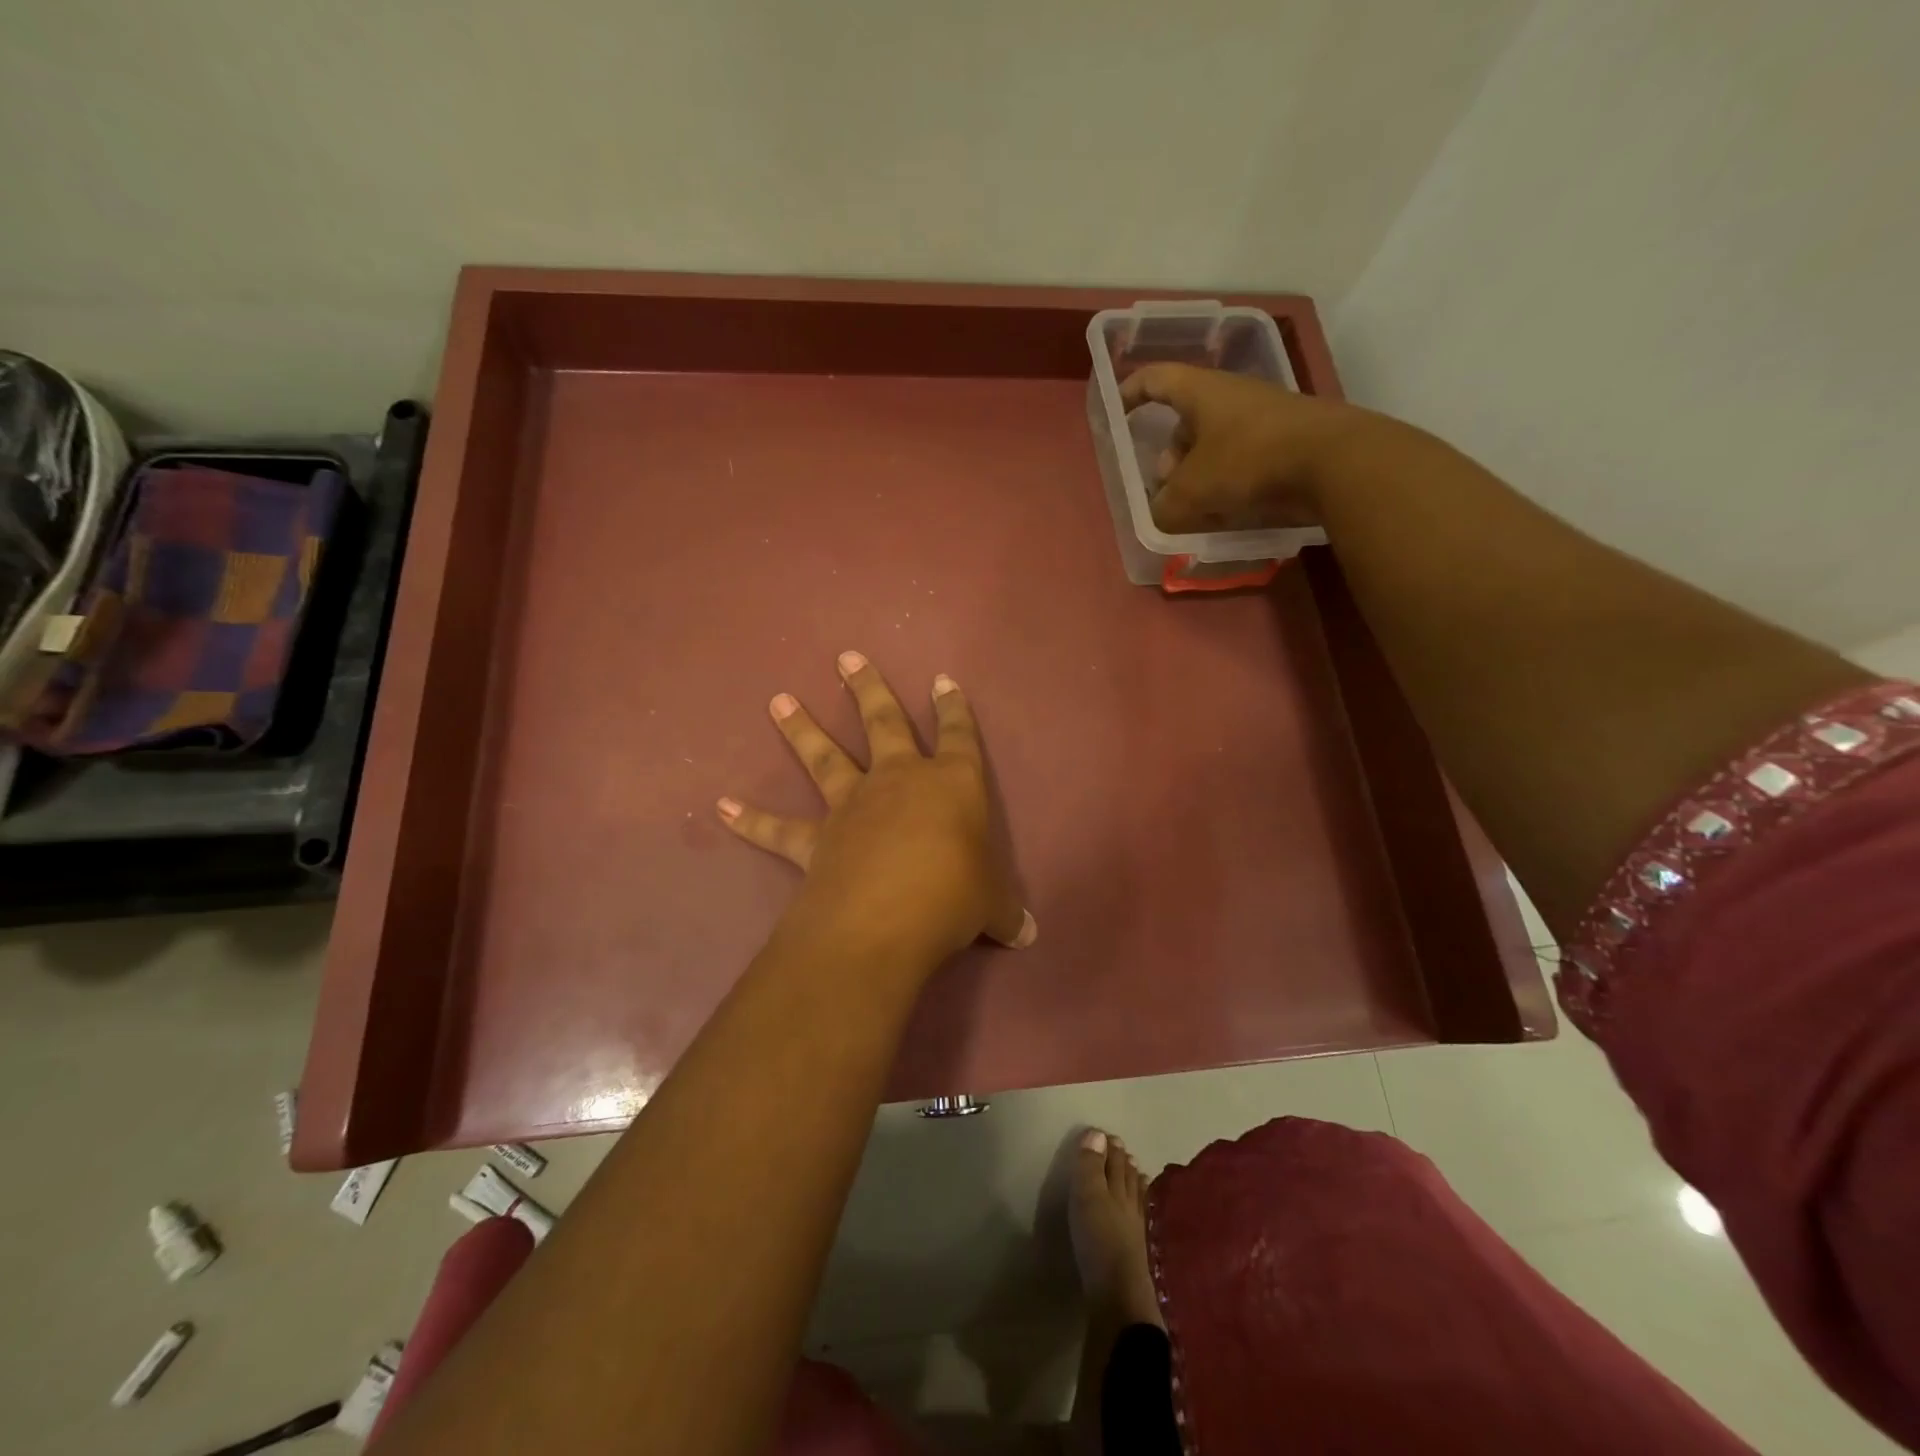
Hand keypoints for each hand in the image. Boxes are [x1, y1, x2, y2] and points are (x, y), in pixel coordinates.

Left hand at [716, 650, 1034, 967]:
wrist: (887, 917)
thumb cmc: (954, 896)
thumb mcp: (992, 905)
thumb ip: (1005, 914)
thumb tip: (1029, 935)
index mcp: (951, 783)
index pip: (958, 734)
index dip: (953, 708)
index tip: (942, 681)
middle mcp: (899, 780)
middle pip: (882, 722)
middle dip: (866, 688)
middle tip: (845, 658)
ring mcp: (852, 805)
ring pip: (823, 758)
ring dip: (800, 728)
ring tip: (778, 701)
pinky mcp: (816, 840)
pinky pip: (779, 829)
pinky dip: (750, 819)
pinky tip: (722, 807)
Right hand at [1120, 363, 1361, 533]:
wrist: (1334, 461)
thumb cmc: (1249, 462)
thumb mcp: (1192, 492)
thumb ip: (1164, 507)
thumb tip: (1161, 516)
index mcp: (1202, 392)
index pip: (1156, 379)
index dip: (1131, 392)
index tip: (1118, 412)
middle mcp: (1231, 397)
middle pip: (1185, 423)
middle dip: (1168, 458)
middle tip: (1165, 490)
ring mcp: (1262, 418)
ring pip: (1214, 445)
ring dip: (1198, 476)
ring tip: (1197, 510)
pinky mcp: (1286, 442)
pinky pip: (1242, 460)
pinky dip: (1227, 483)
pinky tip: (1230, 511)